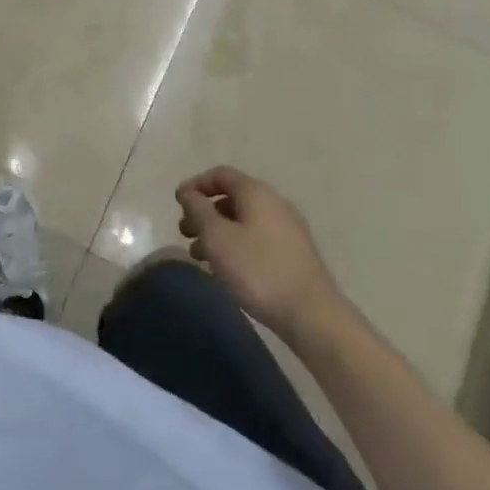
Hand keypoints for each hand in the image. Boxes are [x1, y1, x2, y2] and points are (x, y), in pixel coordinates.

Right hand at [176, 166, 346, 339]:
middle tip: (185, 233)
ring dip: (218, 232)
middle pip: (232, 198)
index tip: (178, 204)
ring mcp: (288, 229)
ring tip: (200, 256)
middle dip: (204, 213)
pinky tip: (227, 269)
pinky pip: (257, 238)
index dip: (196, 185)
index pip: (221, 174)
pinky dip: (236, 245)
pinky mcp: (295, 254)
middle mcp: (275, 203)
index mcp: (256, 192)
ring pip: (244, 221)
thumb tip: (188, 192)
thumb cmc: (257, 270)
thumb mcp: (217, 237)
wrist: (312, 315)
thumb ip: (198, 209)